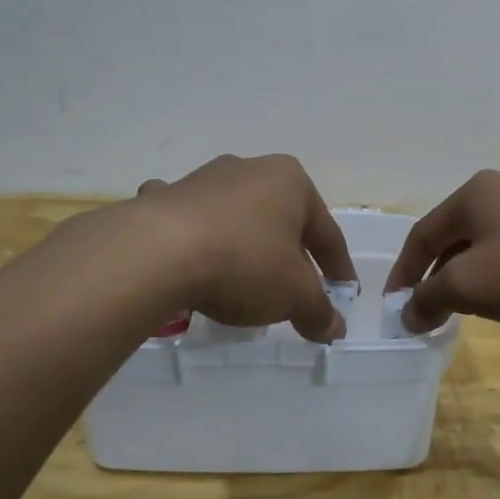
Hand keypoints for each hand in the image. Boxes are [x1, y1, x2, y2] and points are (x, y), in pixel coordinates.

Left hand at [131, 154, 354, 343]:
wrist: (157, 252)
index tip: (343, 294)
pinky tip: (189, 258)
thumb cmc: (244, 263)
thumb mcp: (294, 295)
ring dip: (245, 245)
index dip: (338, 268)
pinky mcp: (165, 199)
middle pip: (281, 221)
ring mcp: (203, 180)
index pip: (327, 232)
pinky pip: (191, 222)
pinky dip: (196, 238)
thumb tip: (334, 328)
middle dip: (290, 255)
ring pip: (236, 219)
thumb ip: (319, 311)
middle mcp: (250, 170)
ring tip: (244, 281)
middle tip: (295, 291)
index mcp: (291, 182)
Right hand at [383, 170, 499, 332]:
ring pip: (487, 242)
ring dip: (470, 275)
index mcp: (472, 195)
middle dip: (437, 275)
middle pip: (453, 236)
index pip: (421, 235)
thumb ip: (429, 298)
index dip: (404, 273)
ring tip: (469, 307)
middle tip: (430, 310)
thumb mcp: (470, 286)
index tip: (396, 307)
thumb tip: (408, 313)